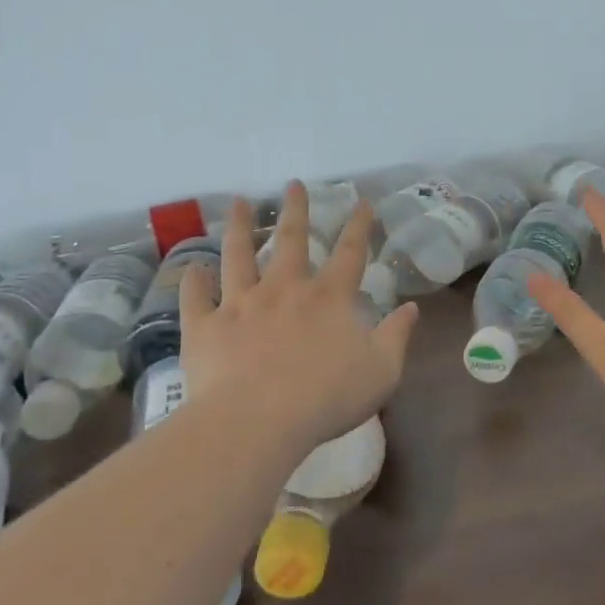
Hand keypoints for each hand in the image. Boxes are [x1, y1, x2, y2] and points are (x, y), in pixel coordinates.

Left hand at [180, 181, 419, 451]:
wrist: (257, 420)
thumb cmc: (327, 397)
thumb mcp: (382, 371)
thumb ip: (397, 336)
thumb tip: (411, 308)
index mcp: (328, 298)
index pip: (349, 252)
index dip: (358, 225)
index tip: (361, 201)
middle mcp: (284, 290)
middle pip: (291, 240)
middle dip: (296, 209)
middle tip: (293, 183)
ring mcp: (240, 304)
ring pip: (238, 256)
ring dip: (240, 227)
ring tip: (239, 202)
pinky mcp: (205, 327)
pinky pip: (195, 298)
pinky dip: (193, 282)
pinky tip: (192, 269)